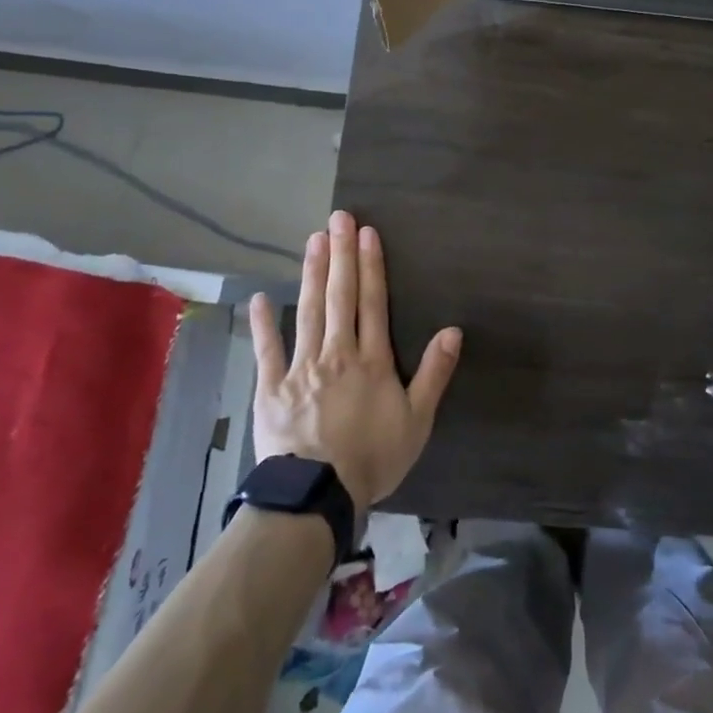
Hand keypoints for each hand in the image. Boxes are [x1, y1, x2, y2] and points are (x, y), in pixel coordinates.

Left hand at [251, 211, 461, 508]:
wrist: (318, 494)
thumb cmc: (373, 457)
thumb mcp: (417, 420)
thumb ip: (434, 373)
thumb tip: (453, 330)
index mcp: (371, 360)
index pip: (373, 303)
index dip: (371, 266)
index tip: (366, 233)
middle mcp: (337, 353)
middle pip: (340, 297)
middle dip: (341, 255)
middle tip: (338, 218)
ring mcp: (301, 368)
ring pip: (308, 312)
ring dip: (312, 275)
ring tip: (313, 241)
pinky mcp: (272, 388)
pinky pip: (267, 351)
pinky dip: (264, 324)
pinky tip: (260, 298)